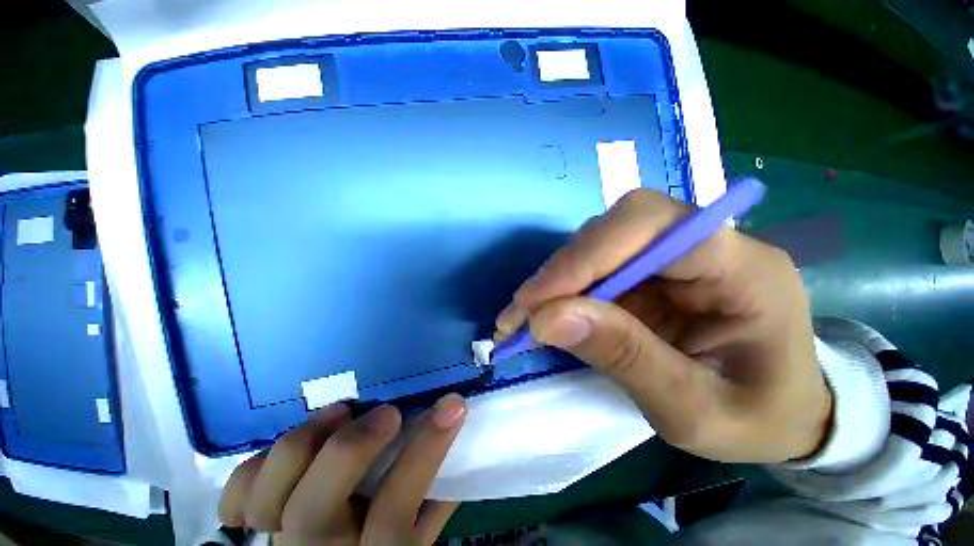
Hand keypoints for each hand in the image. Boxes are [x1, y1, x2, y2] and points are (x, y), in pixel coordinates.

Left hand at [218, 394, 466, 544]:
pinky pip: (236, 501)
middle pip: (317, 510)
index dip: (426, 449)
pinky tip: (284, 453)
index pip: (397, 505)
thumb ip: (437, 496)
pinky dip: (254, 471)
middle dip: (353, 447)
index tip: (453, 403)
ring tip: (337, 412)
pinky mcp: (248, 531)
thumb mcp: (419, 539)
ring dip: (303, 446)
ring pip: (268, 500)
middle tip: (386, 412)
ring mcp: (276, 542)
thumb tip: (460, 434)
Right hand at [495, 190, 831, 463]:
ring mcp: (671, 257)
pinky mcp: (647, 273)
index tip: (537, 302)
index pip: (652, 225)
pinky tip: (543, 314)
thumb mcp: (698, 412)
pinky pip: (593, 266)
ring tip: (524, 319)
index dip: (587, 255)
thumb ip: (626, 359)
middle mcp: (704, 245)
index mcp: (743, 268)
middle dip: (562, 270)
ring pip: (595, 244)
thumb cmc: (758, 419)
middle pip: (615, 228)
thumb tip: (547, 319)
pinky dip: (560, 290)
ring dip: (553, 281)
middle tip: (522, 314)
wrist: (783, 412)